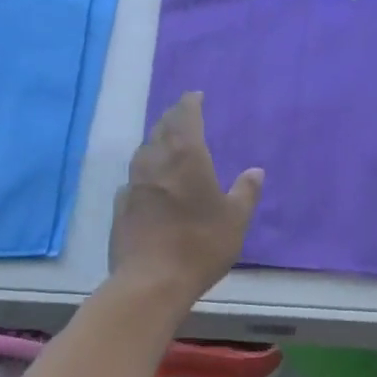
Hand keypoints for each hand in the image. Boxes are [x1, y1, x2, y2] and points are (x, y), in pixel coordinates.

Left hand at [110, 93, 262, 303]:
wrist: (152, 280)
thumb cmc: (201, 245)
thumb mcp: (235, 220)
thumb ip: (245, 192)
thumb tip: (255, 170)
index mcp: (186, 157)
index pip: (185, 117)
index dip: (190, 104)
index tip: (195, 96)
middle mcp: (155, 162)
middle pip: (161, 129)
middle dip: (172, 118)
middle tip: (182, 115)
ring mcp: (133, 183)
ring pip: (144, 151)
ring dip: (156, 142)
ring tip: (166, 143)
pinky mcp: (121, 206)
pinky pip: (134, 177)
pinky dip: (145, 171)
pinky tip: (149, 181)